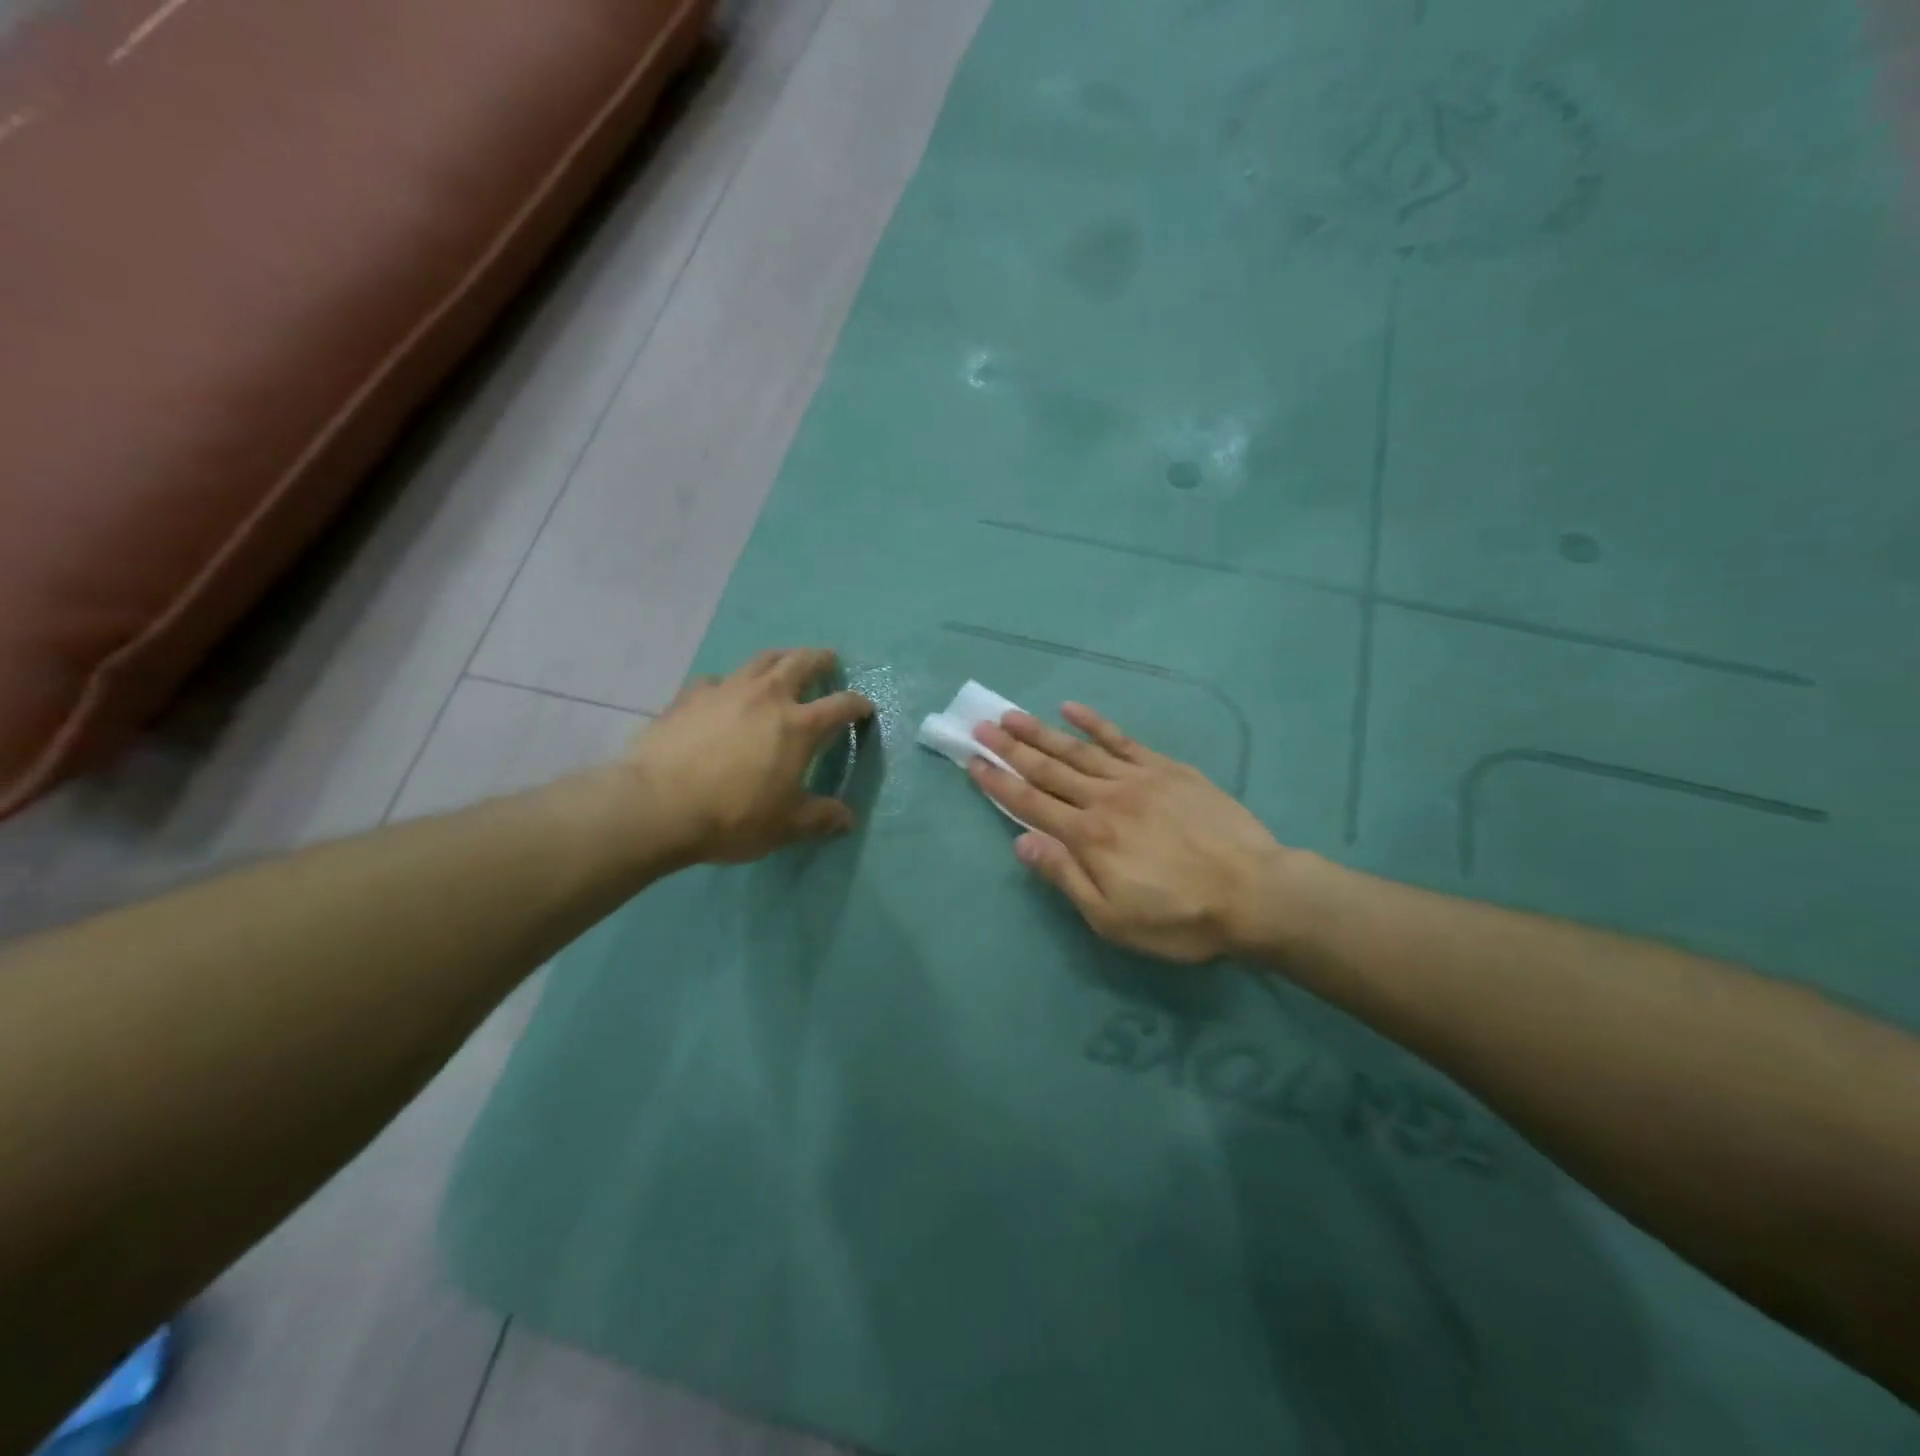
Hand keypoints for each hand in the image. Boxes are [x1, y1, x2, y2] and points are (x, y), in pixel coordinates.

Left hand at [618, 649, 872, 865]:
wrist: (656, 806)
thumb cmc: (732, 817)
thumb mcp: (784, 826)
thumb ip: (819, 818)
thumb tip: (848, 819)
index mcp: (799, 726)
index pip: (841, 705)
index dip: (858, 705)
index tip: (865, 708)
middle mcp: (768, 697)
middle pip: (802, 663)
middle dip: (821, 660)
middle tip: (829, 661)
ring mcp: (727, 690)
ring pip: (761, 659)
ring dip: (780, 658)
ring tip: (784, 663)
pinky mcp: (690, 695)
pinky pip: (717, 680)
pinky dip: (729, 683)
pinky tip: (724, 695)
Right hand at [970, 704, 1290, 963]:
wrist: (1256, 893)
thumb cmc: (1180, 917)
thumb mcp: (1112, 919)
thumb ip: (1065, 877)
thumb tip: (1021, 842)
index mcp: (1087, 837)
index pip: (1030, 803)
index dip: (998, 782)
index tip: (973, 761)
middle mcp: (1103, 799)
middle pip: (1047, 769)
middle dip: (1010, 748)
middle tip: (980, 726)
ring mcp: (1137, 778)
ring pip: (1078, 750)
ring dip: (1041, 732)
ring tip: (1012, 715)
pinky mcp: (1167, 769)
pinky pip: (1122, 740)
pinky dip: (1095, 723)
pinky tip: (1072, 709)